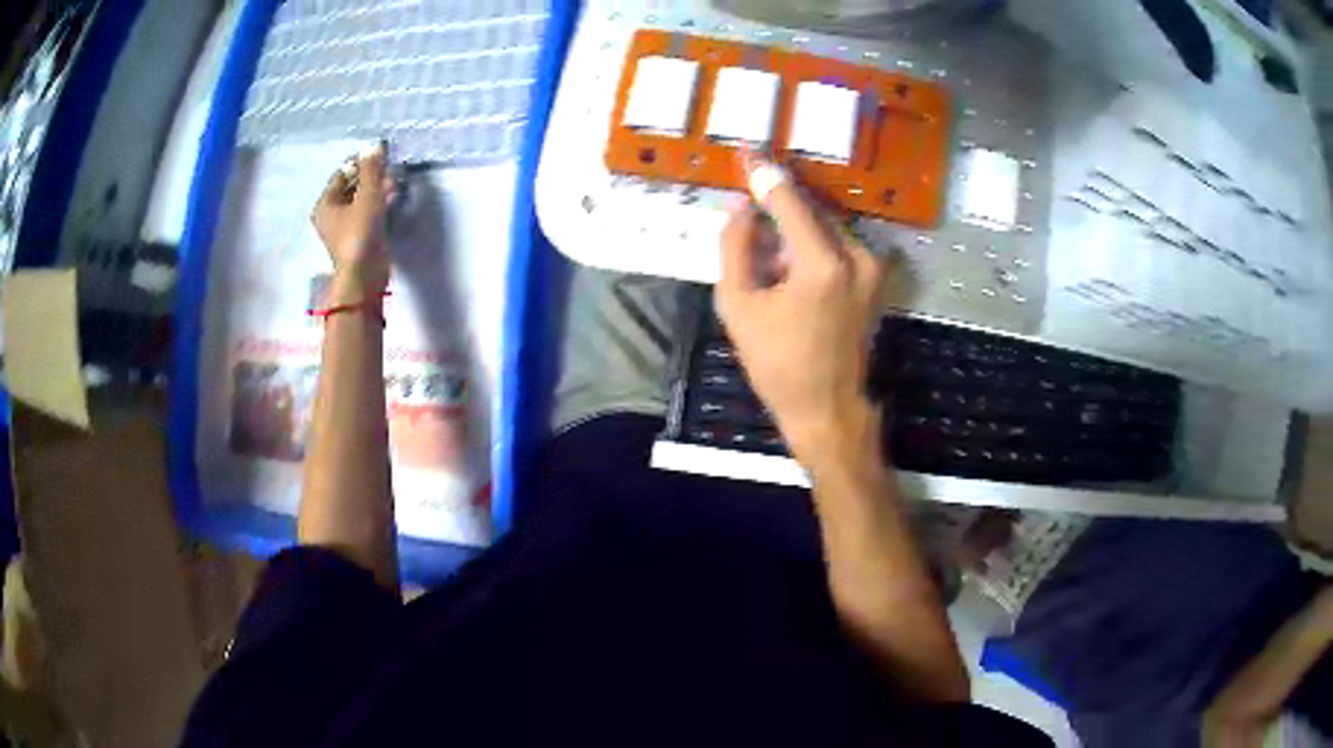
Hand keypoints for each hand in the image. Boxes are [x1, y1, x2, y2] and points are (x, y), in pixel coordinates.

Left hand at [311, 142, 393, 304]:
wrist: (364, 274)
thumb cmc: (359, 233)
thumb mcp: (367, 196)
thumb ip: (371, 170)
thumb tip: (374, 144)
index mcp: (325, 204)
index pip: (342, 174)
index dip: (359, 163)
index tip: (378, 155)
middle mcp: (331, 215)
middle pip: (351, 187)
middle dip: (370, 176)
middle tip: (388, 168)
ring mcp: (345, 228)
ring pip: (361, 200)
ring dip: (376, 189)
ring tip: (393, 182)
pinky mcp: (359, 238)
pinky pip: (368, 213)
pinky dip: (378, 203)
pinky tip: (392, 197)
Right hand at [716, 156, 887, 466]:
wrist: (826, 407)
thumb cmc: (777, 364)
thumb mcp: (738, 306)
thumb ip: (736, 247)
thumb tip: (742, 208)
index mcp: (822, 263)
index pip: (789, 200)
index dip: (765, 174)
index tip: (748, 152)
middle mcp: (856, 255)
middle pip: (810, 210)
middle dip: (778, 210)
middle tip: (749, 219)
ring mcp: (872, 267)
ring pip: (824, 226)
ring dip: (795, 231)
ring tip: (769, 263)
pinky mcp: (875, 278)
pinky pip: (838, 244)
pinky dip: (812, 245)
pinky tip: (790, 272)